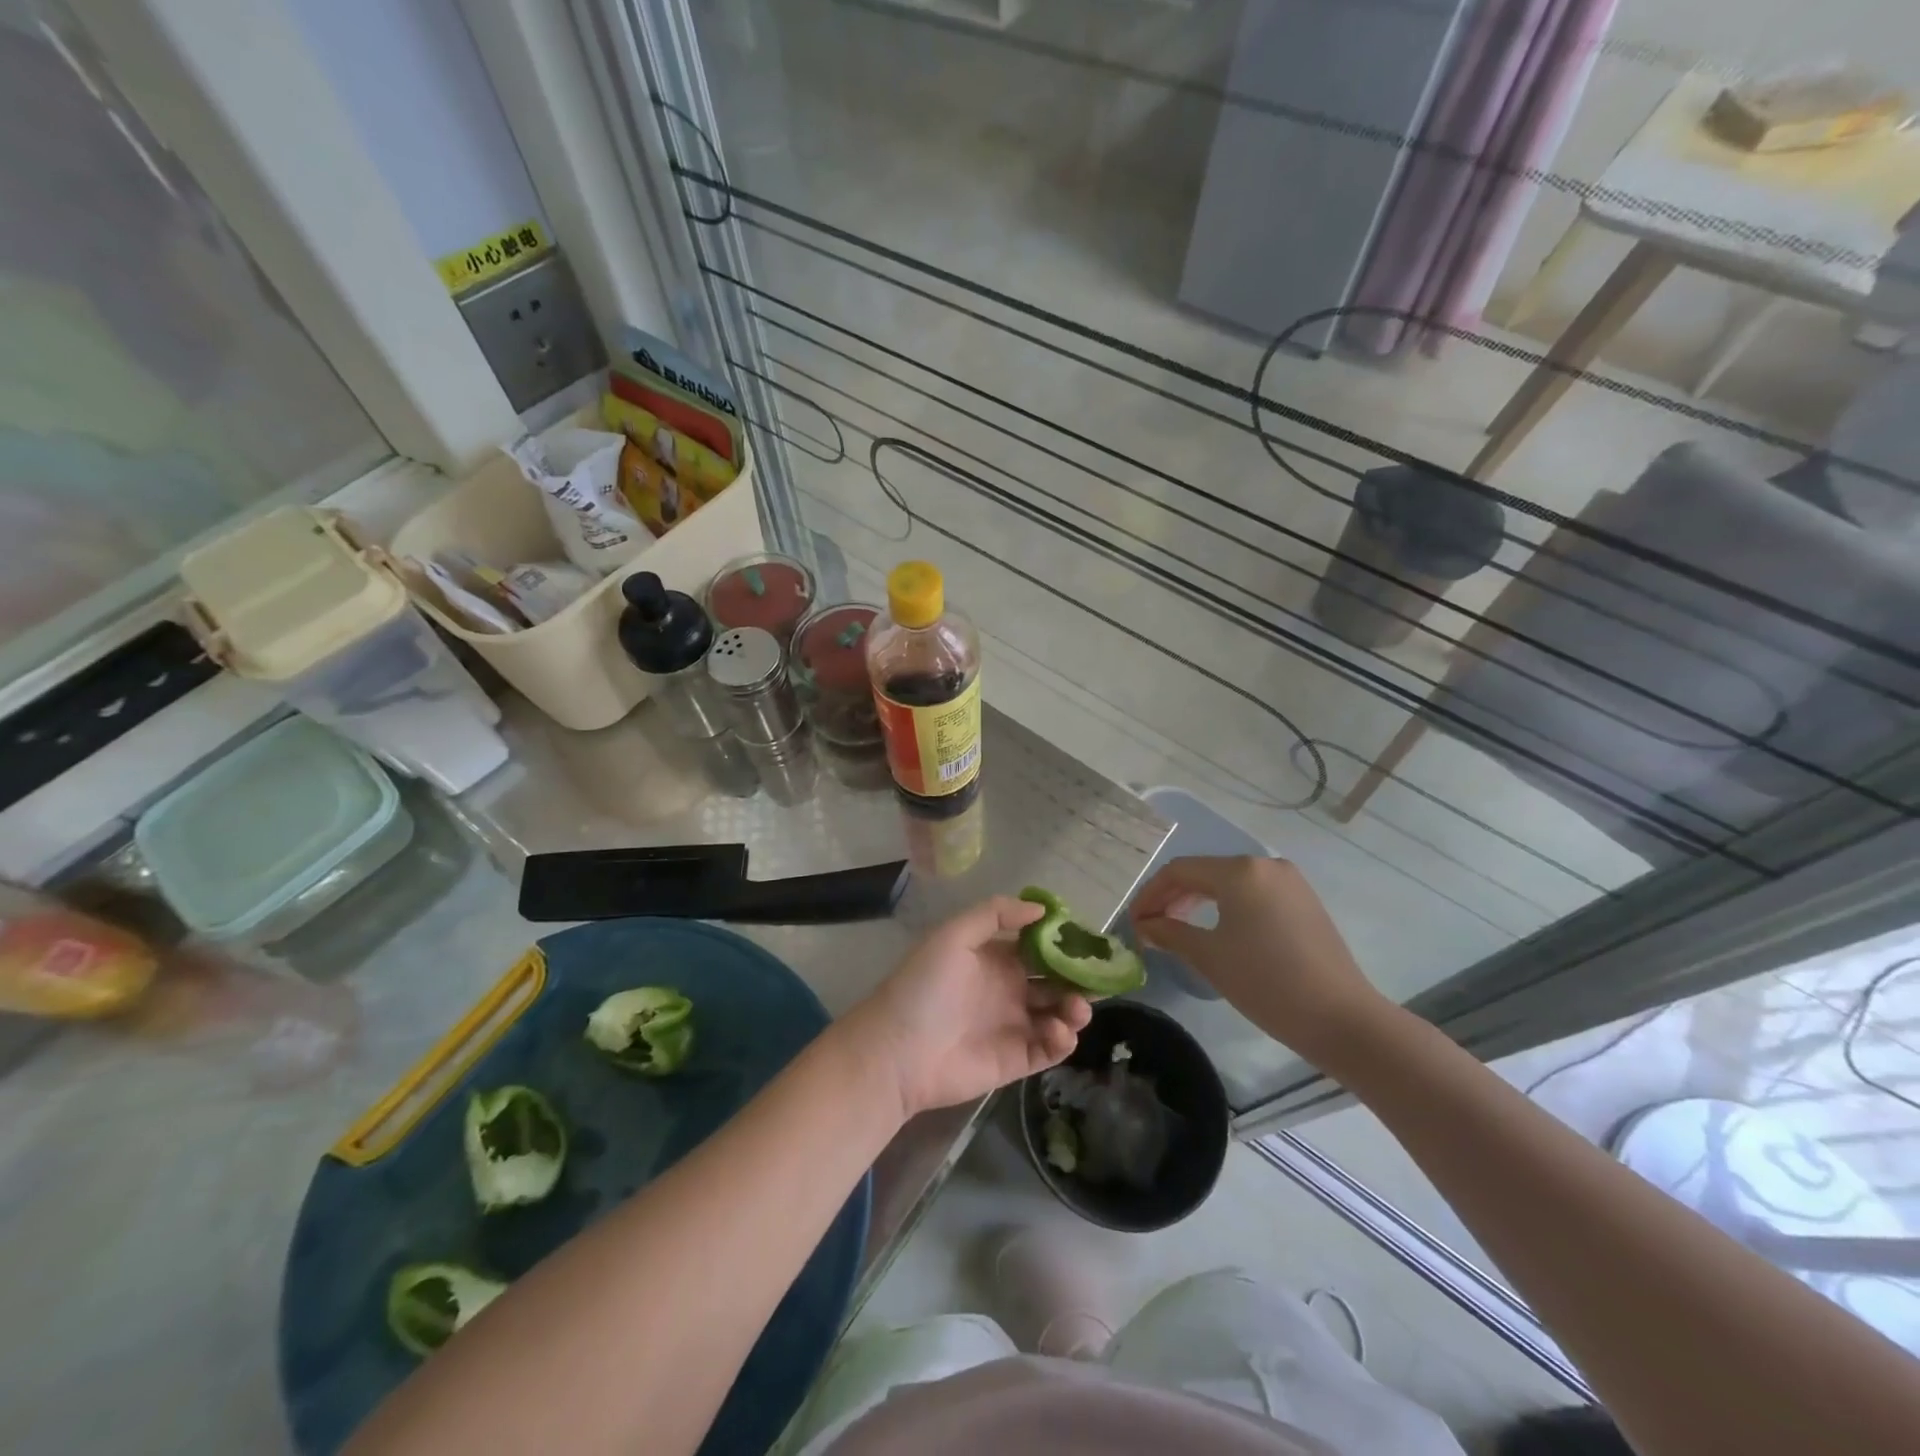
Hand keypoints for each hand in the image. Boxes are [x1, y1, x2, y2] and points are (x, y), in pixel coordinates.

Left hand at [846, 897, 1091, 1119]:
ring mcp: (1012, 1025)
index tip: (1088, 941)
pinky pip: (1049, 1049)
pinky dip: (1062, 1040)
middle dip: (1077, 977)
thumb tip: (1041, 909)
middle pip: (1054, 980)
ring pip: (1057, 1014)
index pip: (1037, 946)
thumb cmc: (925, 987)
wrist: (898, 1051)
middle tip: (1097, 979)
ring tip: (1076, 1008)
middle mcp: (1007, 989)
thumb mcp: (953, 936)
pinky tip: (1059, 1031)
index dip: (1063, 943)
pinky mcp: (1015, 1060)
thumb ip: (995, 914)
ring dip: (1075, 1009)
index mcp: (993, 958)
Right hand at [1131, 856, 1387, 1062]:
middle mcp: (1265, 865)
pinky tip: (1215, 931)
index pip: (1180, 870)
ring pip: (1229, 883)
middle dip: (1172, 898)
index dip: (1150, 894)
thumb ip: (1170, 933)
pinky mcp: (1304, 902)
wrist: (1341, 1019)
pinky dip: (1226, 907)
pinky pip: (1253, 894)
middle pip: (1204, 872)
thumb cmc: (1266, 982)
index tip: (1134, 922)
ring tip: (1177, 930)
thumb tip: (1146, 926)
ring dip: (1197, 902)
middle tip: (1151, 927)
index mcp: (1240, 870)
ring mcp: (1289, 882)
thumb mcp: (1209, 957)